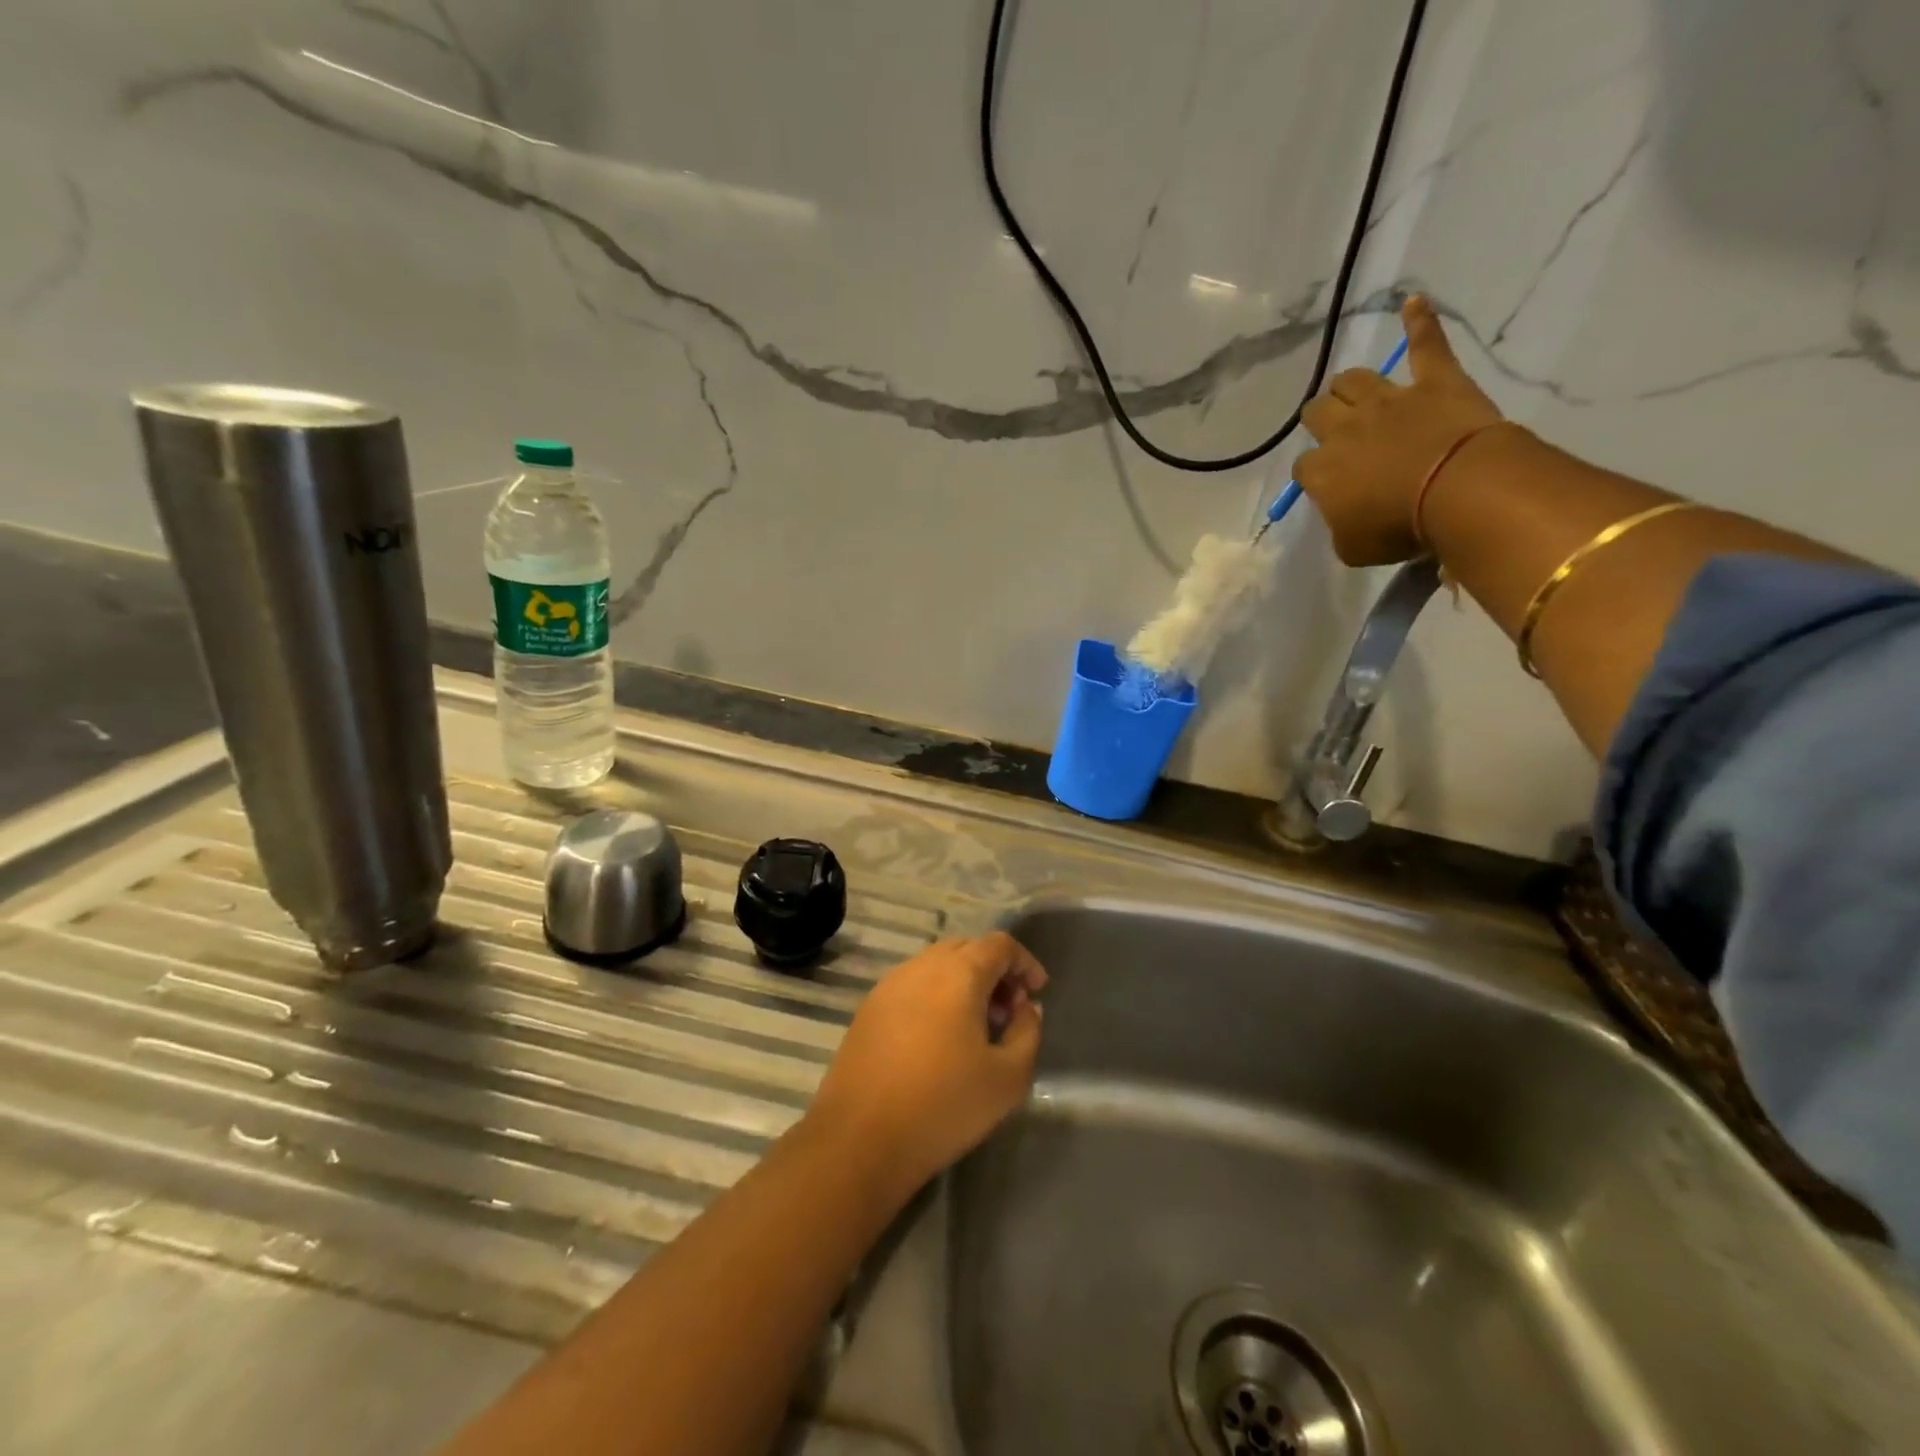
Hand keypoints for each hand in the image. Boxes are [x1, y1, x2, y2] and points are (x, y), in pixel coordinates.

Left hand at [804, 932, 1046, 1200]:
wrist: (860, 1139)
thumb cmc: (943, 1106)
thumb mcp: (1007, 1078)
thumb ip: (1027, 1032)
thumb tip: (1025, 1008)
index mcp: (959, 973)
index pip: (1000, 944)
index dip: (1025, 962)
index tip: (1037, 993)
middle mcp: (922, 966)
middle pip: (967, 947)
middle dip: (995, 970)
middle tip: (1008, 1011)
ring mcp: (890, 984)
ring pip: (937, 964)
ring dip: (964, 982)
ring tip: (975, 1027)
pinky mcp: (869, 1007)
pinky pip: (913, 984)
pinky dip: (936, 994)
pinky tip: (939, 1038)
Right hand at [1294, 295, 1502, 565]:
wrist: (1458, 491)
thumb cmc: (1399, 528)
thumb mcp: (1352, 547)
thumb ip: (1339, 525)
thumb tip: (1344, 512)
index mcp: (1321, 471)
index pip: (1304, 465)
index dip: (1315, 474)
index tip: (1329, 485)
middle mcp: (1344, 429)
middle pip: (1318, 412)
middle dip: (1322, 420)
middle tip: (1335, 432)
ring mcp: (1389, 399)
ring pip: (1353, 379)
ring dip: (1350, 386)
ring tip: (1354, 393)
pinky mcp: (1434, 380)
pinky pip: (1426, 342)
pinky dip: (1420, 321)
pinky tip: (1413, 301)